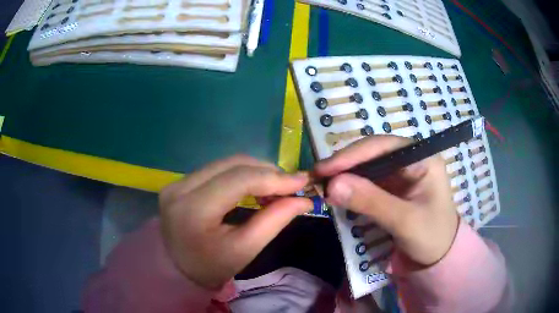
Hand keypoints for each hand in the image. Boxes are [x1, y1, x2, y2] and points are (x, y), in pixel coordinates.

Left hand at [159, 156, 311, 288]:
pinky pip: (217, 169)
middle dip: (267, 171)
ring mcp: (177, 182)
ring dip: (255, 171)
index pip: (239, 180)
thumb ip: (274, 221)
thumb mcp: (245, 250)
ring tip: (275, 187)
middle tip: (290, 186)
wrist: (176, 269)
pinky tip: (254, 186)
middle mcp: (180, 187)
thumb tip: (303, 200)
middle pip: (232, 165)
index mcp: (194, 210)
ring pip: (225, 163)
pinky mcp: (179, 181)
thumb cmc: (211, 266)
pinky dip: (241, 174)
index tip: (302, 181)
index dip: (274, 178)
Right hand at [315, 136, 458, 265]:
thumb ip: (371, 202)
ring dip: (346, 175)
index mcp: (423, 158)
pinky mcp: (393, 187)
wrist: (439, 257)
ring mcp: (401, 173)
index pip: (384, 146)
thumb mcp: (404, 221)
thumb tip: (332, 185)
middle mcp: (411, 159)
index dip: (352, 154)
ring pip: (368, 166)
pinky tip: (338, 192)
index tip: (324, 169)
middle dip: (346, 164)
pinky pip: (368, 181)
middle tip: (318, 178)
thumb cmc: (431, 237)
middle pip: (373, 153)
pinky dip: (352, 186)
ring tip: (322, 184)